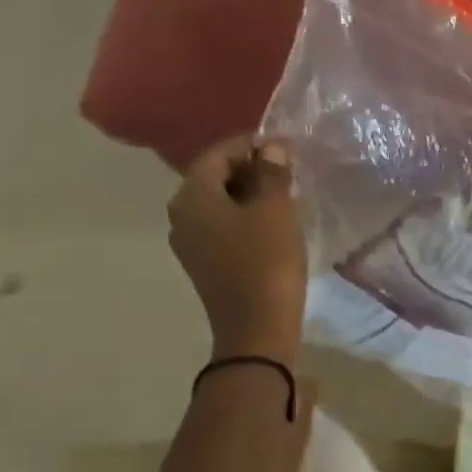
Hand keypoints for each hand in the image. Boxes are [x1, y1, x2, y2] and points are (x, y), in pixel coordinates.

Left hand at [169, 136, 306, 362]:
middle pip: (215, 177)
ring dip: (251, 193)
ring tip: (288, 194)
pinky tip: (276, 222)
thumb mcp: (275, 211)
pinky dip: (247, 216)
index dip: (251, 144)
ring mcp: (191, 242)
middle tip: (290, 169)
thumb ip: (273, 173)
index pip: (217, 154)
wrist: (257, 327)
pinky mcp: (206, 262)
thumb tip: (273, 147)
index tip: (286, 145)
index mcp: (192, 197)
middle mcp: (182, 215)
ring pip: (220, 202)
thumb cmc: (266, 261)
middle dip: (251, 168)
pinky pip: (224, 225)